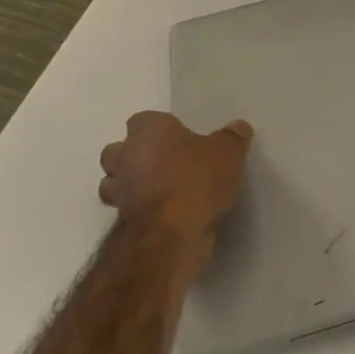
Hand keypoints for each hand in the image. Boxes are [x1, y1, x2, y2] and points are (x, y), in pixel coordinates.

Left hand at [99, 112, 252, 273]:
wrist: (171, 233)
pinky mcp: (122, 222)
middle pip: (118, 150)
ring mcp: (119, 192)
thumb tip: (238, 128)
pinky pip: (130, 209)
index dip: (161, 127)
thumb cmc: (196, 179)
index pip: (142, 119)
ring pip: (116, 182)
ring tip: (166, 190)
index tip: (181, 137)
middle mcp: (125, 157)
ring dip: (133, 185)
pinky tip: (168, 213)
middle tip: (169, 162)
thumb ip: (232, 138)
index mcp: (148, 131)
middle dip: (137, 155)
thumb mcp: (228, 152)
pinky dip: (143, 210)